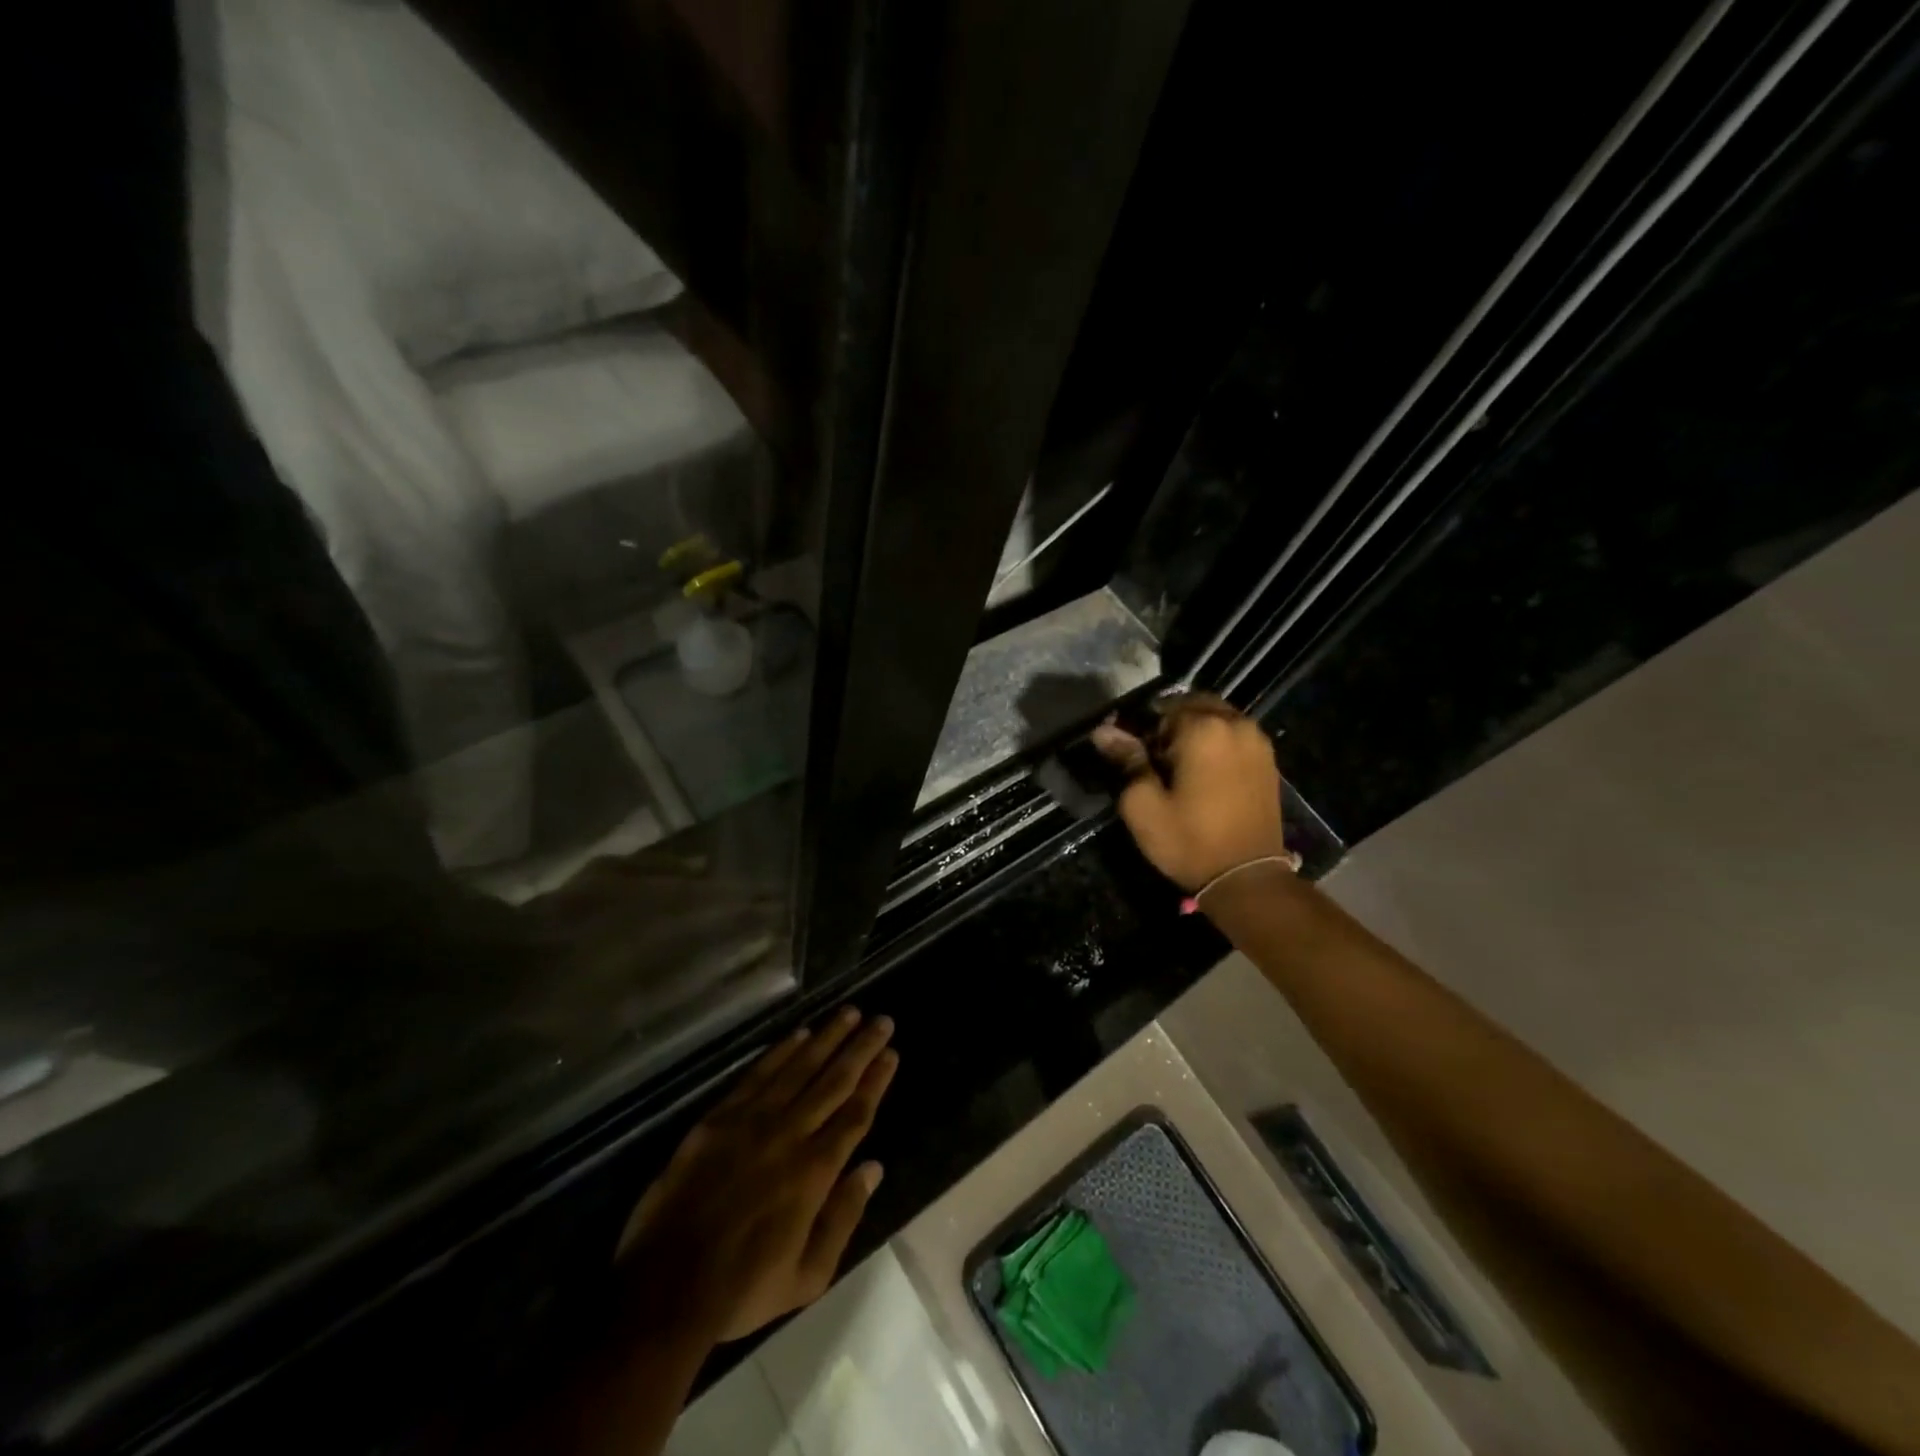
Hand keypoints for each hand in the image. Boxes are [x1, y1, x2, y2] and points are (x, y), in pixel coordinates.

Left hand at [616, 1007, 898, 1341]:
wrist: (665, 1288)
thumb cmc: (742, 1289)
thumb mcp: (808, 1276)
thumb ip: (843, 1217)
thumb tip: (873, 1168)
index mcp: (815, 1172)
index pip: (855, 1114)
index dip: (876, 1081)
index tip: (891, 1053)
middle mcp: (790, 1135)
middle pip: (834, 1081)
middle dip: (861, 1048)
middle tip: (882, 1020)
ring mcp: (752, 1122)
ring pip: (799, 1068)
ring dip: (827, 1038)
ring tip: (849, 1013)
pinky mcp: (719, 1118)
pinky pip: (757, 1075)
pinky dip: (781, 1052)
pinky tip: (799, 1034)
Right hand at [1091, 695, 1289, 891]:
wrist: (1247, 878)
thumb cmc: (1189, 840)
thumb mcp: (1143, 804)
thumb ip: (1127, 760)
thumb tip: (1104, 731)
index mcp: (1203, 728)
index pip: (1160, 709)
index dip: (1140, 728)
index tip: (1131, 754)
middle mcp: (1235, 724)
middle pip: (1192, 705)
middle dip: (1169, 724)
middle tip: (1154, 759)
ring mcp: (1257, 742)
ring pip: (1216, 718)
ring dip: (1194, 731)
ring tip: (1178, 766)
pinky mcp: (1268, 761)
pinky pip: (1234, 736)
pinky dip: (1216, 743)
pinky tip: (1203, 773)